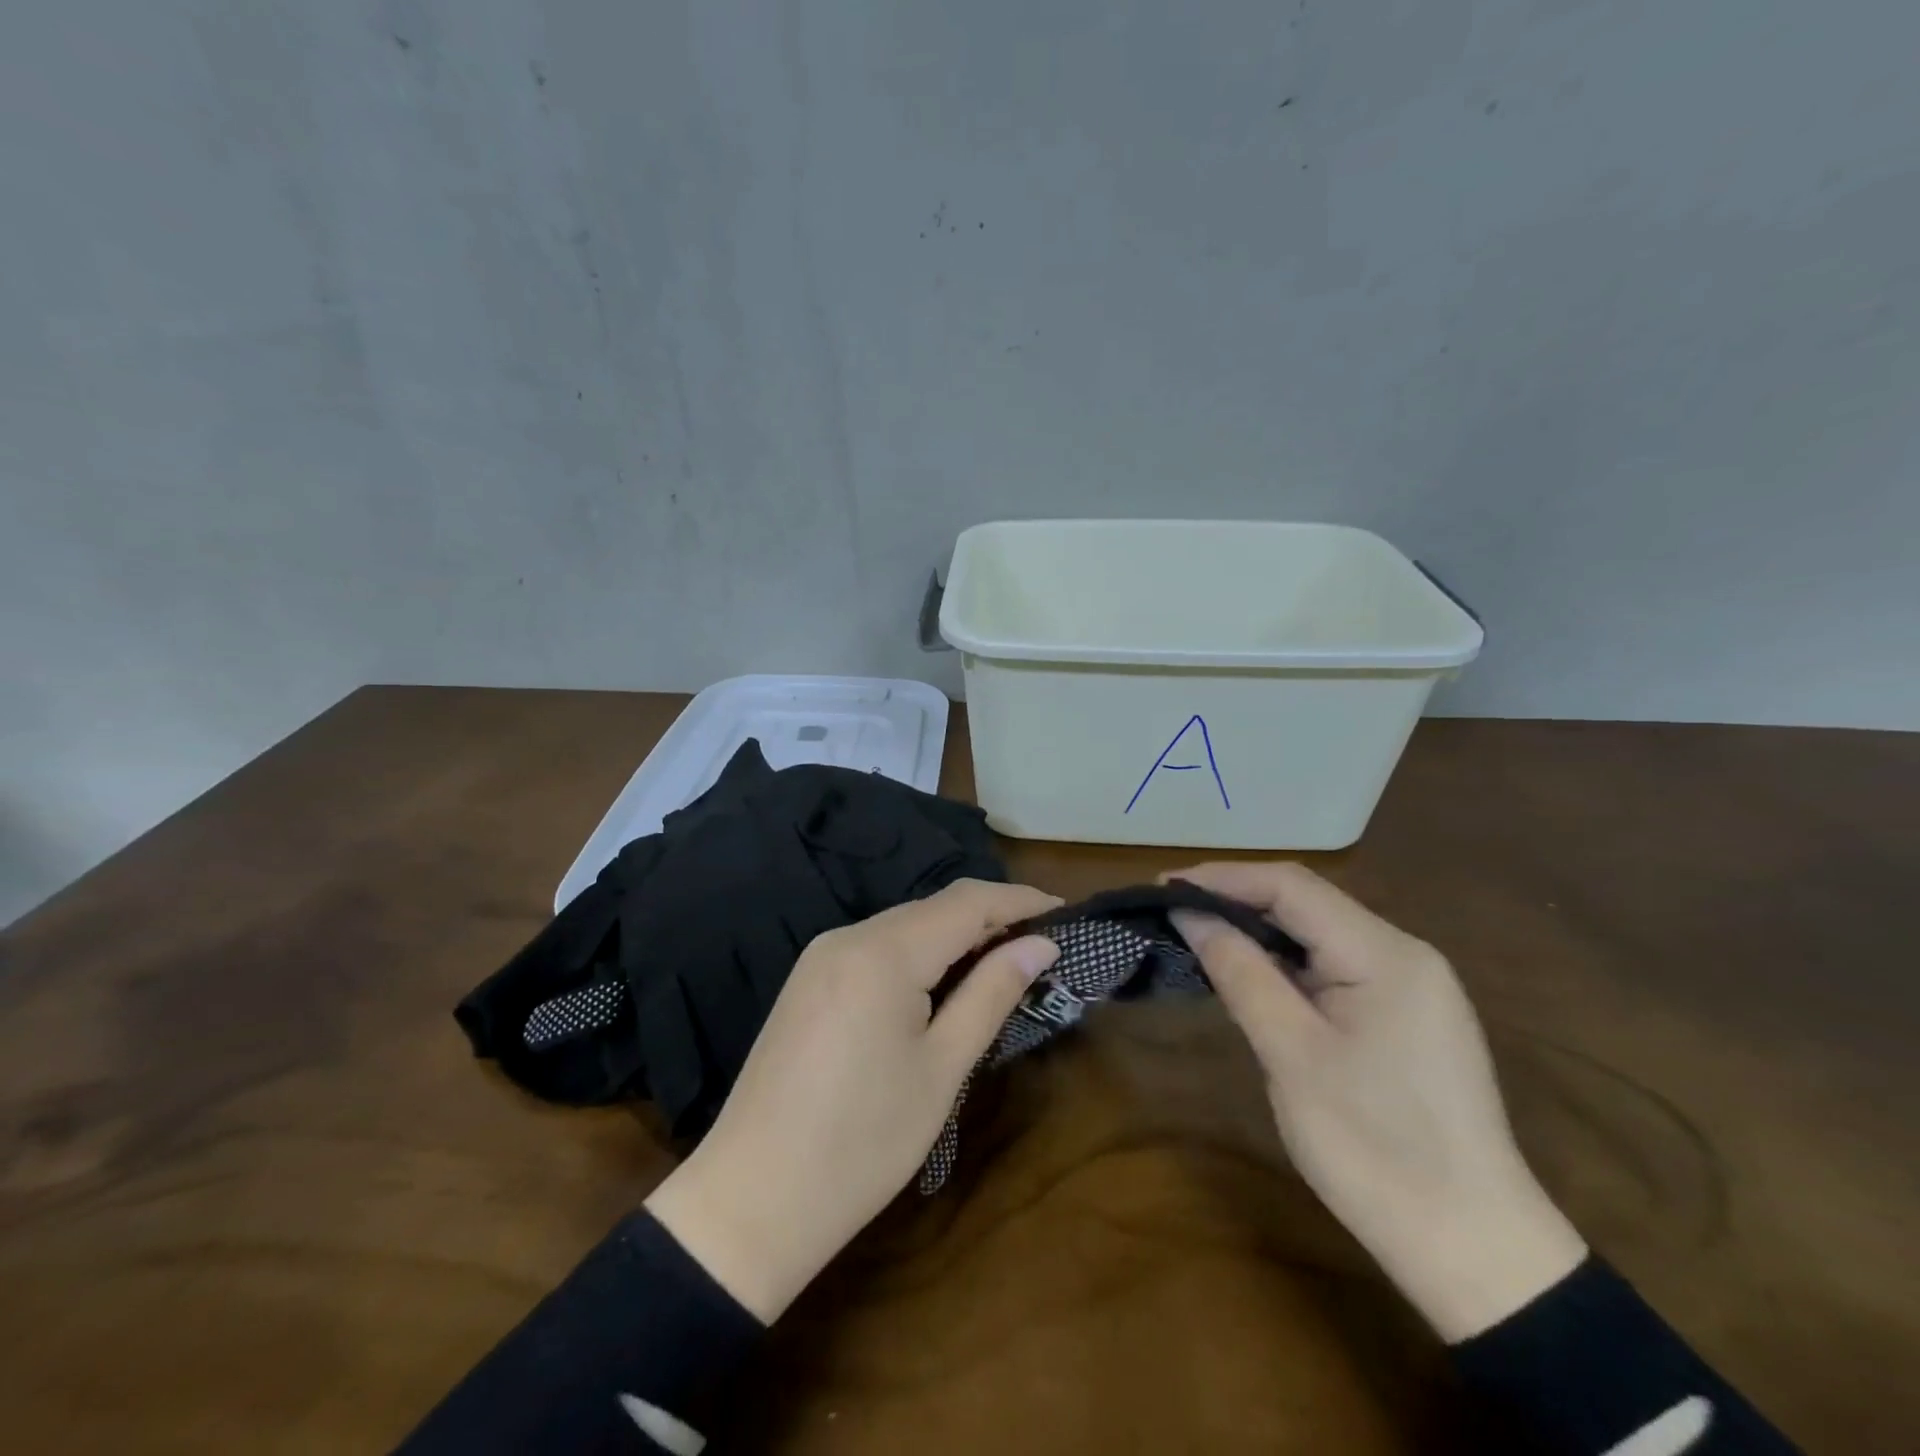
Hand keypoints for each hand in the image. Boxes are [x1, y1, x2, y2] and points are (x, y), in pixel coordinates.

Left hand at [644, 879, 1060, 1321]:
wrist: (752, 1199)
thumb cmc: (862, 1142)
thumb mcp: (941, 1068)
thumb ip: (991, 993)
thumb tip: (1040, 945)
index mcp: (884, 952)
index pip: (967, 902)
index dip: (1020, 900)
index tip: (1066, 912)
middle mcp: (848, 936)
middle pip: (934, 908)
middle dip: (990, 918)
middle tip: (1041, 946)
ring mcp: (821, 955)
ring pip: (904, 925)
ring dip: (955, 936)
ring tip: (1001, 964)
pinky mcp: (808, 980)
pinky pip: (876, 947)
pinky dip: (918, 953)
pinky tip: (939, 983)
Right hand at [1166, 861, 1586, 1341]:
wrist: (1474, 1250)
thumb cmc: (1375, 1148)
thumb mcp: (1291, 1054)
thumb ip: (1239, 971)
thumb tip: (1189, 913)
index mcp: (1384, 954)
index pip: (1291, 886)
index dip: (1222, 879)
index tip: (1162, 888)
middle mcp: (1404, 953)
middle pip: (1307, 902)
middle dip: (1236, 899)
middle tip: (1172, 911)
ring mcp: (1411, 984)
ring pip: (1319, 932)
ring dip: (1258, 929)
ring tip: (1198, 934)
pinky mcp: (1406, 1014)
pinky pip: (1334, 964)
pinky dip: (1285, 960)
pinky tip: (1251, 972)